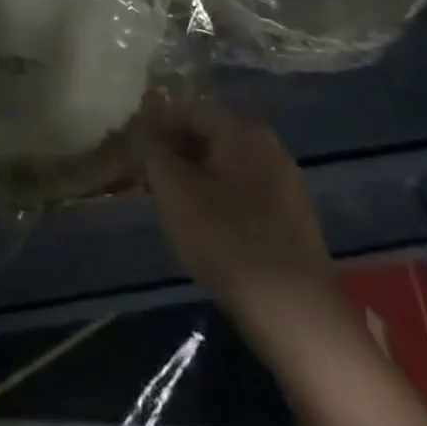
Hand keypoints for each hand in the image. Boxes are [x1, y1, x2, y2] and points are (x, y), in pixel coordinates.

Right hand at [136, 95, 338, 326]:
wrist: (296, 315)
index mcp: (242, 130)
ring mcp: (286, 185)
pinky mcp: (292, 222)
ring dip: (193, 177)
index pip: (188, 110)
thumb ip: (152, 149)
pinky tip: (201, 227)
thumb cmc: (227, 240)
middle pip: (209, 136)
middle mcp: (269, 147)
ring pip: (225, 167)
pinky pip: (243, 194)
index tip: (130, 147)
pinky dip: (216, 199)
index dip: (154, 124)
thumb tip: (142, 126)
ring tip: (167, 203)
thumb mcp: (173, 189)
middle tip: (144, 176)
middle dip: (173, 152)